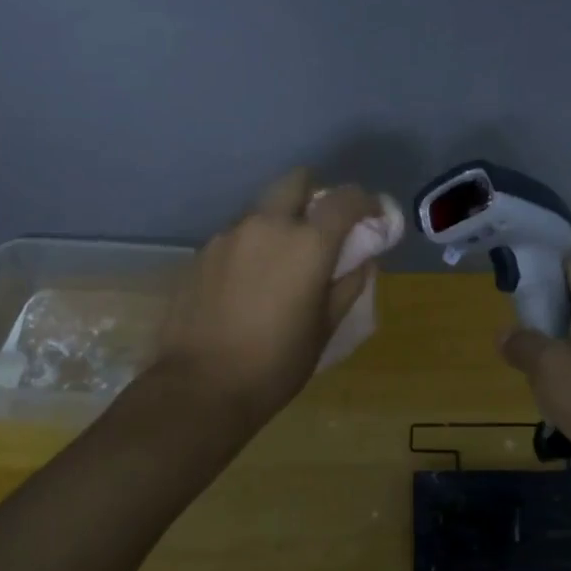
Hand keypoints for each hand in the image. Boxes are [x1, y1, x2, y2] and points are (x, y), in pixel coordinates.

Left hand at [154, 169, 379, 426]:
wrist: (197, 389)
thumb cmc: (275, 364)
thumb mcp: (325, 329)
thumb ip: (349, 284)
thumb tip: (364, 260)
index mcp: (307, 242)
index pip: (345, 198)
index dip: (366, 202)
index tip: (373, 217)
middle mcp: (267, 224)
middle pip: (297, 181)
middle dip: (316, 195)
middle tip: (323, 229)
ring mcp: (229, 235)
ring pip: (264, 209)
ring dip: (281, 222)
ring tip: (283, 263)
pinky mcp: (202, 252)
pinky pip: (238, 234)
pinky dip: (253, 245)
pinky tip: (250, 282)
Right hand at [497, 261, 570, 501]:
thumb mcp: (548, 364)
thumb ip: (522, 343)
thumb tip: (505, 335)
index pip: (570, 267)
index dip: (540, 268)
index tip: (509, 279)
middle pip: (569, 301)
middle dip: (537, 310)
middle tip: (507, 323)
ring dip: (546, 347)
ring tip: (518, 359)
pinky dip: (560, 376)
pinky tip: (541, 393)